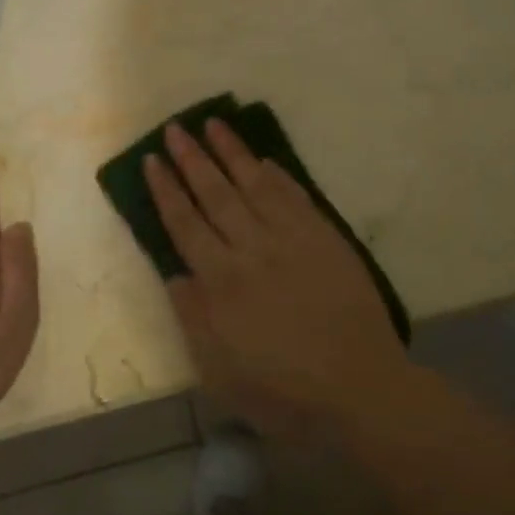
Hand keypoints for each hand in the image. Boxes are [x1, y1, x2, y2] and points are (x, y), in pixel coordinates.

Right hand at [144, 118, 407, 440]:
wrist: (361, 388)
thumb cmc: (285, 391)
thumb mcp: (221, 374)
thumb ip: (194, 320)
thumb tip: (175, 274)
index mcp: (222, 283)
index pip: (185, 224)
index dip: (166, 190)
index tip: (153, 161)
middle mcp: (252, 250)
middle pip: (215, 194)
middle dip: (192, 159)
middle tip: (175, 129)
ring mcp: (292, 240)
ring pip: (254, 185)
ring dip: (232, 153)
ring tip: (213, 123)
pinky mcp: (325, 239)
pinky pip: (295, 197)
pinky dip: (278, 176)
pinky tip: (264, 160)